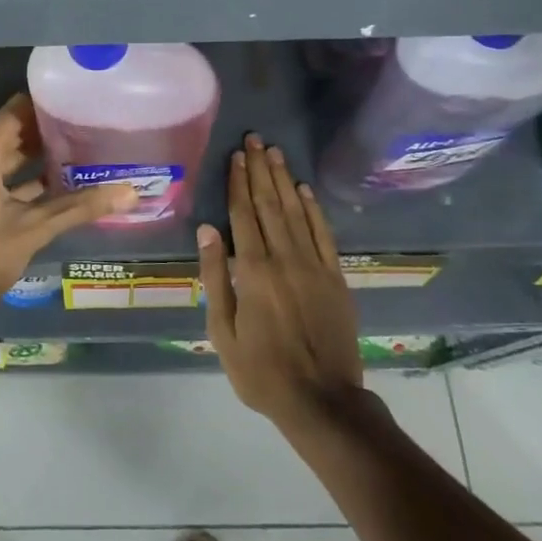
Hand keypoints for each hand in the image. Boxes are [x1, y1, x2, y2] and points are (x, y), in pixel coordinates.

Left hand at [0, 94, 137, 318]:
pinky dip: (21, 178)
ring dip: (37, 157)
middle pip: (12, 130)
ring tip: (81, 155)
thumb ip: (80, 207)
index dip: (50, 106)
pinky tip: (57, 185)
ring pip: (5, 155)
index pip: (18, 109)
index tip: (83, 105)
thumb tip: (130, 192)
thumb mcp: (33, 229)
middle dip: (49, 133)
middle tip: (90, 131)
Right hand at [198, 133, 362, 429]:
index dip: (238, 182)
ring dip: (283, 180)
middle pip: (269, 204)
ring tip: (274, 152)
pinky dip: (313, 209)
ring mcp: (314, 266)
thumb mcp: (223, 332)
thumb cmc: (261, 371)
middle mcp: (284, 258)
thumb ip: (215, 277)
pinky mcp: (335, 277)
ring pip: (296, 212)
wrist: (323, 401)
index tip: (235, 155)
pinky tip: (304, 189)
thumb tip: (206, 230)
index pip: (242, 214)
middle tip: (254, 139)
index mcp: (253, 271)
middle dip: (259, 170)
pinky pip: (323, 234)